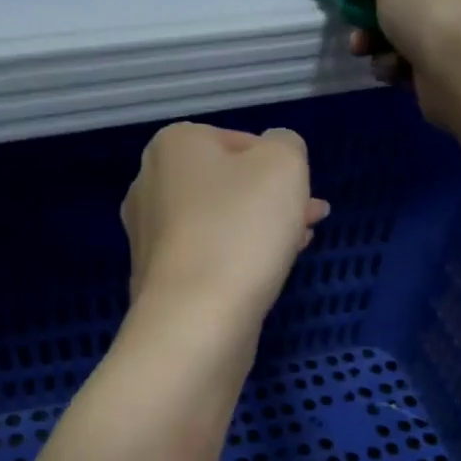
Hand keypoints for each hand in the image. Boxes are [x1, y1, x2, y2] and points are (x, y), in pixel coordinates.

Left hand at [121, 123, 330, 324]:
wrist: (196, 318)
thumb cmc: (241, 228)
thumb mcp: (284, 164)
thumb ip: (286, 144)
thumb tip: (276, 153)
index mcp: (174, 145)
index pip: (239, 141)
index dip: (278, 164)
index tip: (302, 193)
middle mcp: (150, 184)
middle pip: (228, 184)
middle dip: (273, 199)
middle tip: (312, 218)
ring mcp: (149, 235)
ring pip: (219, 222)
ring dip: (260, 229)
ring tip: (298, 246)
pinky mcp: (158, 279)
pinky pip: (207, 257)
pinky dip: (236, 259)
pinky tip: (266, 273)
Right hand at [348, 0, 460, 122]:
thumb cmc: (431, 9)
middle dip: (373, 12)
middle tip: (354, 23)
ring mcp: (459, 31)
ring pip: (405, 31)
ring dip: (378, 41)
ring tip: (362, 49)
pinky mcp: (449, 67)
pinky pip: (413, 60)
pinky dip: (396, 64)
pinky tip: (390, 70)